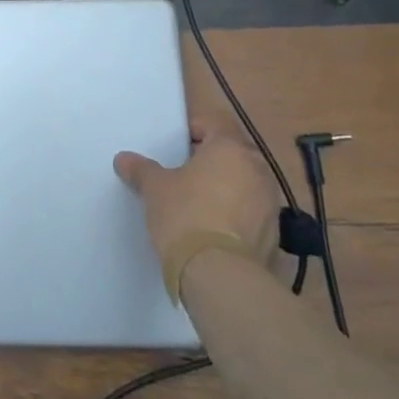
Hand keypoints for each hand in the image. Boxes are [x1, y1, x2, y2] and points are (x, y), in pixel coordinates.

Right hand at [115, 115, 283, 275]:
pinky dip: (235, 216)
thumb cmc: (185, 215)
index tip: (174, 147)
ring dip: (225, 189)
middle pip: (231, 155)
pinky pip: (251, 214)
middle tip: (183, 175)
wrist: (219, 273)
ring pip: (244, 185)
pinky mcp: (275, 234)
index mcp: (230, 148)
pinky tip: (213, 231)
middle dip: (210, 162)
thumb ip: (141, 170)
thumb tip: (124, 159)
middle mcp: (257, 169)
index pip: (213, 125)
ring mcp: (270, 203)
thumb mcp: (154, 188)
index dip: (193, 131)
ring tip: (198, 205)